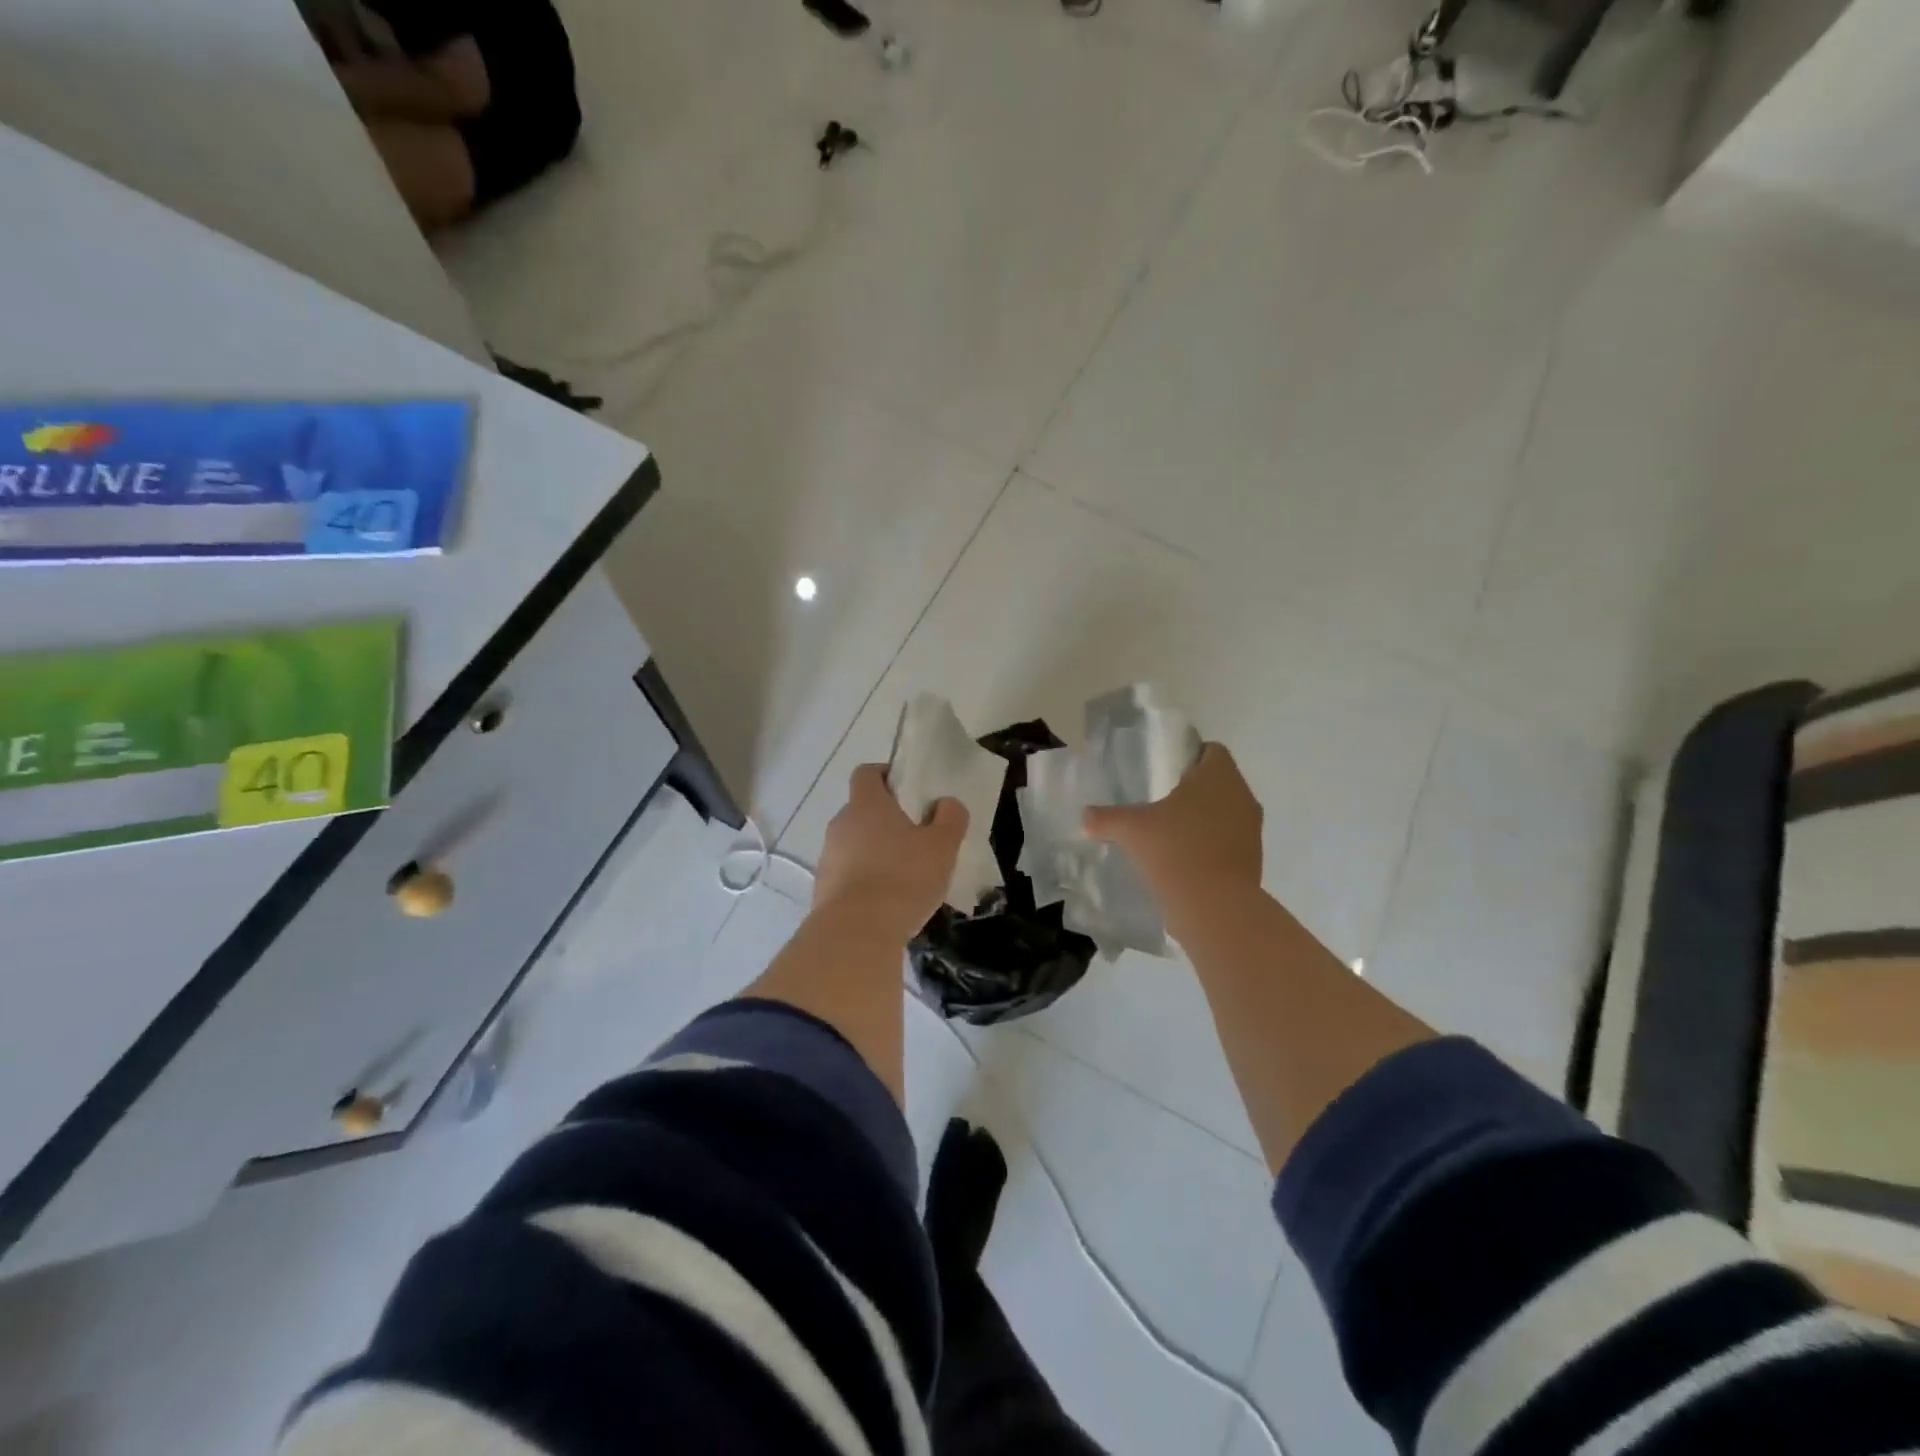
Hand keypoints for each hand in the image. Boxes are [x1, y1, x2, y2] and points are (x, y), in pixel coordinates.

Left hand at [812, 764, 966, 943]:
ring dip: (875, 852)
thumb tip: (947, 803)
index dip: (886, 775)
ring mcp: (828, 858)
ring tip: (904, 875)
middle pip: (862, 810)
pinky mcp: (823, 889)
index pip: (867, 773)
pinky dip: (865, 880)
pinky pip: (848, 874)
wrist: (857, 933)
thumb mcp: (942, 846)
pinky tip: (887, 902)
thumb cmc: (903, 878)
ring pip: (854, 844)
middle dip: (886, 819)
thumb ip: (950, 818)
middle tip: (915, 837)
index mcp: (866, 805)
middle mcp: (840, 824)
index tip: (908, 790)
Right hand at [1083, 744, 1261, 934]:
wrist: (1215, 907)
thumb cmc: (1175, 850)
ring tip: (1170, 834)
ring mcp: (1251, 830)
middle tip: (1160, 804)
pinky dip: (1210, 845)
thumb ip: (1106, 818)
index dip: (1189, 757)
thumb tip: (1086, 816)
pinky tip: (1184, 860)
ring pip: (1225, 812)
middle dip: (1192, 791)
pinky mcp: (1253, 859)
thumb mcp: (1131, 829)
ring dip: (1203, 819)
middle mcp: (1242, 796)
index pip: (1211, 751)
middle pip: (1218, 782)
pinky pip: (1229, 841)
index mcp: (1218, 775)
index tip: (1165, 773)